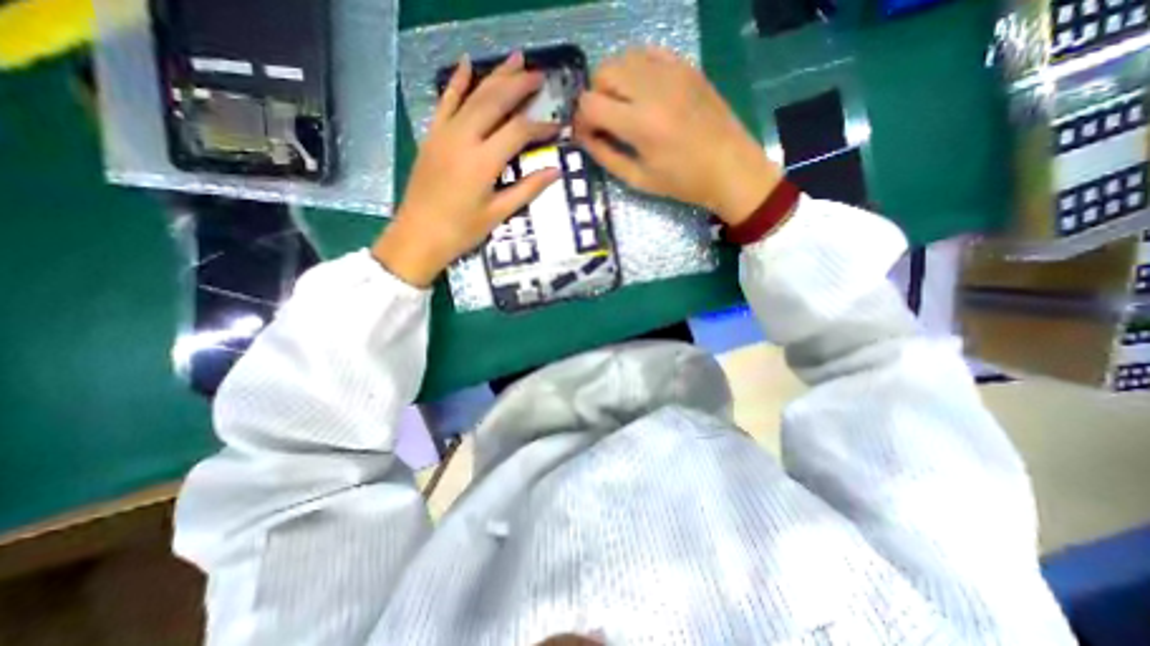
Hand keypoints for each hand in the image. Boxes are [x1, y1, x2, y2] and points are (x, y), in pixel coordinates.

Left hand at [376, 53, 558, 284]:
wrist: (418, 235)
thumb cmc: (461, 231)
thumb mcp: (498, 214)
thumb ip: (527, 189)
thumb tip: (555, 171)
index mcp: (483, 162)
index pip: (518, 132)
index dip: (540, 126)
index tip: (557, 126)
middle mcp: (463, 139)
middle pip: (495, 102)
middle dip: (519, 86)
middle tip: (540, 76)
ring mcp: (444, 134)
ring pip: (472, 95)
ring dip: (495, 75)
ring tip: (515, 59)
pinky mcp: (432, 136)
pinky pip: (445, 102)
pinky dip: (456, 82)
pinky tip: (466, 63)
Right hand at [576, 48, 781, 223]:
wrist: (730, 167)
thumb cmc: (683, 182)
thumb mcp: (638, 179)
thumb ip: (606, 156)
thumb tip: (584, 138)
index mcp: (639, 124)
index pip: (589, 103)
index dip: (581, 119)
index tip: (587, 134)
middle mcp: (652, 89)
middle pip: (602, 72)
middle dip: (595, 97)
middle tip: (605, 121)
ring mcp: (671, 72)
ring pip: (623, 58)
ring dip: (614, 81)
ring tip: (624, 107)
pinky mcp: (686, 66)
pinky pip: (648, 53)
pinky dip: (636, 69)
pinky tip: (642, 91)